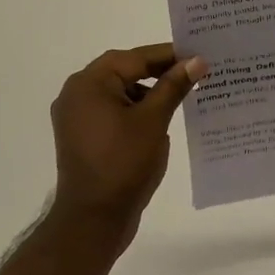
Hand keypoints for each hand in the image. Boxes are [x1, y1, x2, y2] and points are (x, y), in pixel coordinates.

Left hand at [48, 43, 205, 238]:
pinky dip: (134, 111)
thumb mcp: (154, 120)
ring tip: (181, 96)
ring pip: (118, 93)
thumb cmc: (124, 164)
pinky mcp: (82, 137)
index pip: (134, 58)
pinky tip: (159, 120)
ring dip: (147, 92)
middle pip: (123, 71)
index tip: (198, 55)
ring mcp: (76, 118)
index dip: (168, 55)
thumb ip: (173, 86)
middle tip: (193, 72)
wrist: (93, 219)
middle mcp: (76, 94)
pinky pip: (111, 112)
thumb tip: (196, 60)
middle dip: (158, 72)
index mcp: (89, 84)